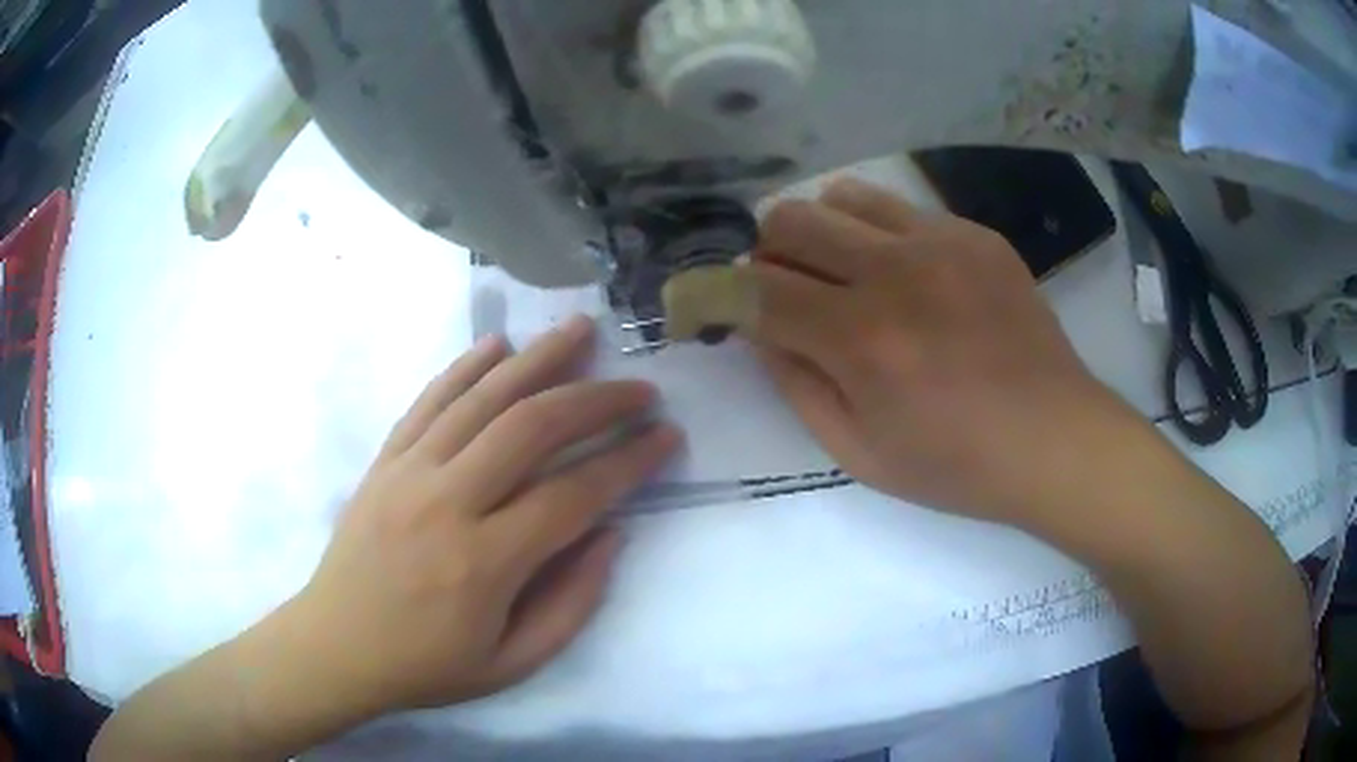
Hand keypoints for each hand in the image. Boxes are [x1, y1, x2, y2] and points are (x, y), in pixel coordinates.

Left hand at [287, 316, 678, 714]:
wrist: (336, 647)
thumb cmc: (427, 665)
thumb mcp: (512, 664)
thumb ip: (571, 603)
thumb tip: (611, 533)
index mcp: (484, 563)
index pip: (574, 493)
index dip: (629, 460)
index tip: (666, 435)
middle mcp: (447, 502)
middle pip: (532, 427)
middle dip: (596, 399)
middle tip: (638, 387)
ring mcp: (409, 472)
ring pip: (482, 398)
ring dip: (537, 360)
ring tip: (580, 330)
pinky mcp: (384, 461)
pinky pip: (429, 401)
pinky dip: (465, 368)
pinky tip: (498, 345)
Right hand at [744, 178, 1149, 530]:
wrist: (1055, 438)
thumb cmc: (956, 464)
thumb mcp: (857, 452)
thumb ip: (795, 383)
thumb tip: (758, 327)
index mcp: (862, 340)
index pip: (754, 289)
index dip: (717, 293)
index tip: (712, 303)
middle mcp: (896, 273)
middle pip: (790, 221)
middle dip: (765, 252)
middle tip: (782, 289)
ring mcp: (941, 243)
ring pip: (841, 196)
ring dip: (820, 231)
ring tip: (841, 271)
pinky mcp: (975, 234)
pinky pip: (900, 209)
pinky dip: (877, 233)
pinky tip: (904, 275)